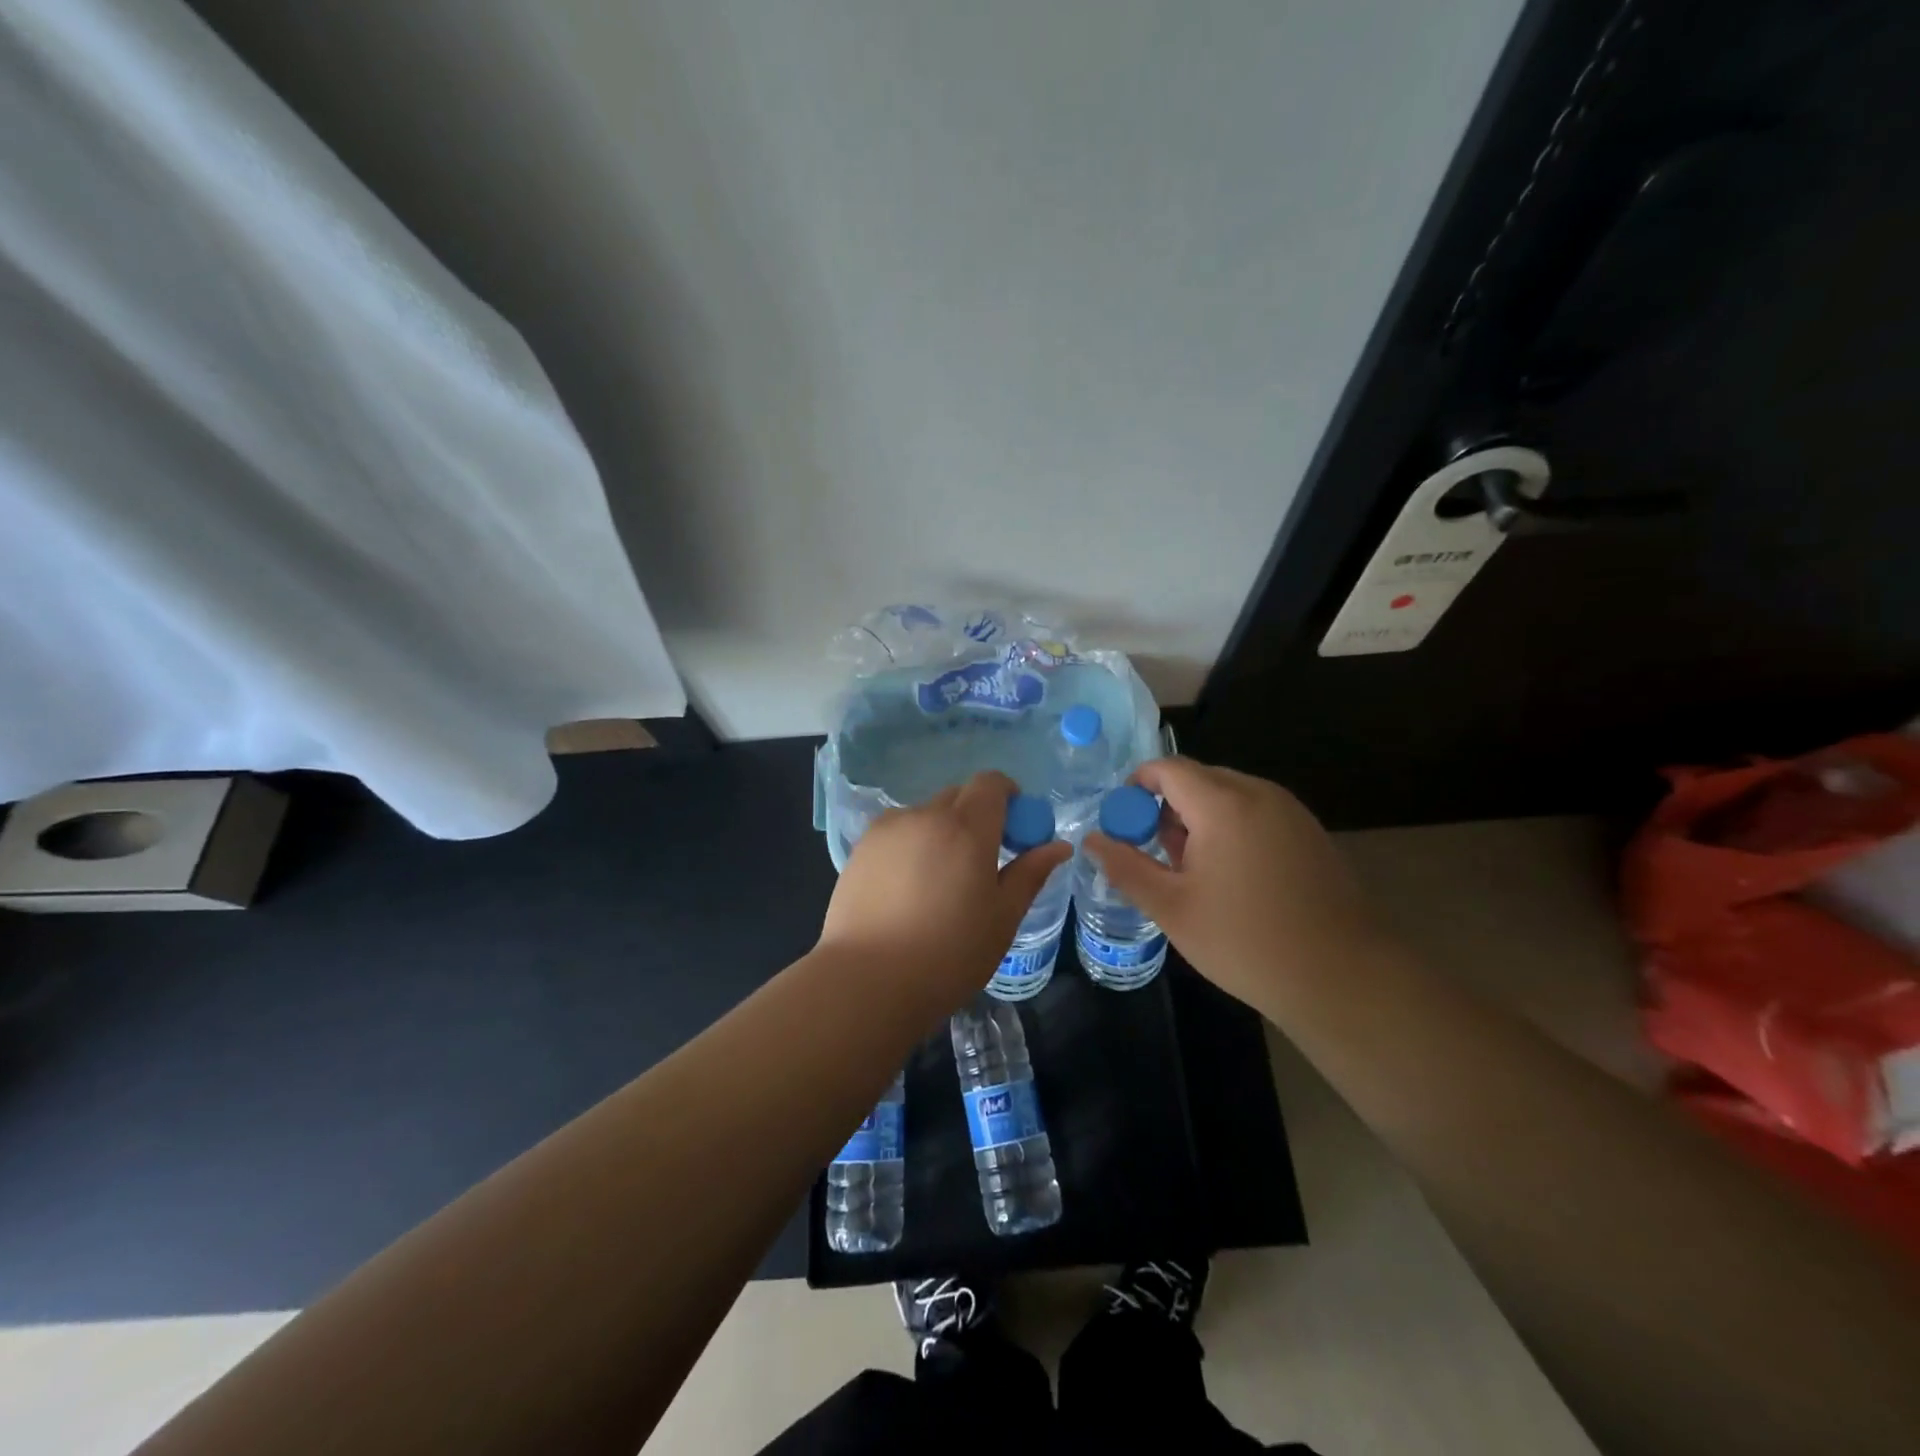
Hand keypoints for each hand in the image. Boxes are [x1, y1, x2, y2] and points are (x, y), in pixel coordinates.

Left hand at [817, 771, 1072, 1017]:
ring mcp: (888, 829)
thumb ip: (1031, 873)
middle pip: (958, 796)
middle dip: (977, 816)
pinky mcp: (861, 848)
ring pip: (926, 814)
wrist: (868, 981)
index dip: (1008, 796)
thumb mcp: (1003, 917)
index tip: (1014, 830)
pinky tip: (908, 890)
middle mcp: (925, 815)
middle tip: (982, 862)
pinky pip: (897, 832)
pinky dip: (912, 845)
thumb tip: (1059, 846)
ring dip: (942, 831)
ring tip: (940, 882)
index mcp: (966, 827)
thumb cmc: (949, 954)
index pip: (991, 783)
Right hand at [1082, 757, 1374, 1012]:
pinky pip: (1255, 812)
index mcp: (1223, 804)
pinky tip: (1232, 878)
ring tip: (1192, 872)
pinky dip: (1230, 828)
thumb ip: (1125, 866)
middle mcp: (1259, 793)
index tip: (1123, 824)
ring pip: (1227, 795)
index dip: (1136, 787)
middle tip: (1156, 855)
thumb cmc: (1246, 942)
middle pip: (1197, 779)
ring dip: (1199, 819)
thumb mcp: (1172, 908)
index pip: (1167, 768)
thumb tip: (1091, 839)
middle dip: (1167, 807)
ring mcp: (1290, 811)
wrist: (1344, 978)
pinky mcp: (1309, 832)